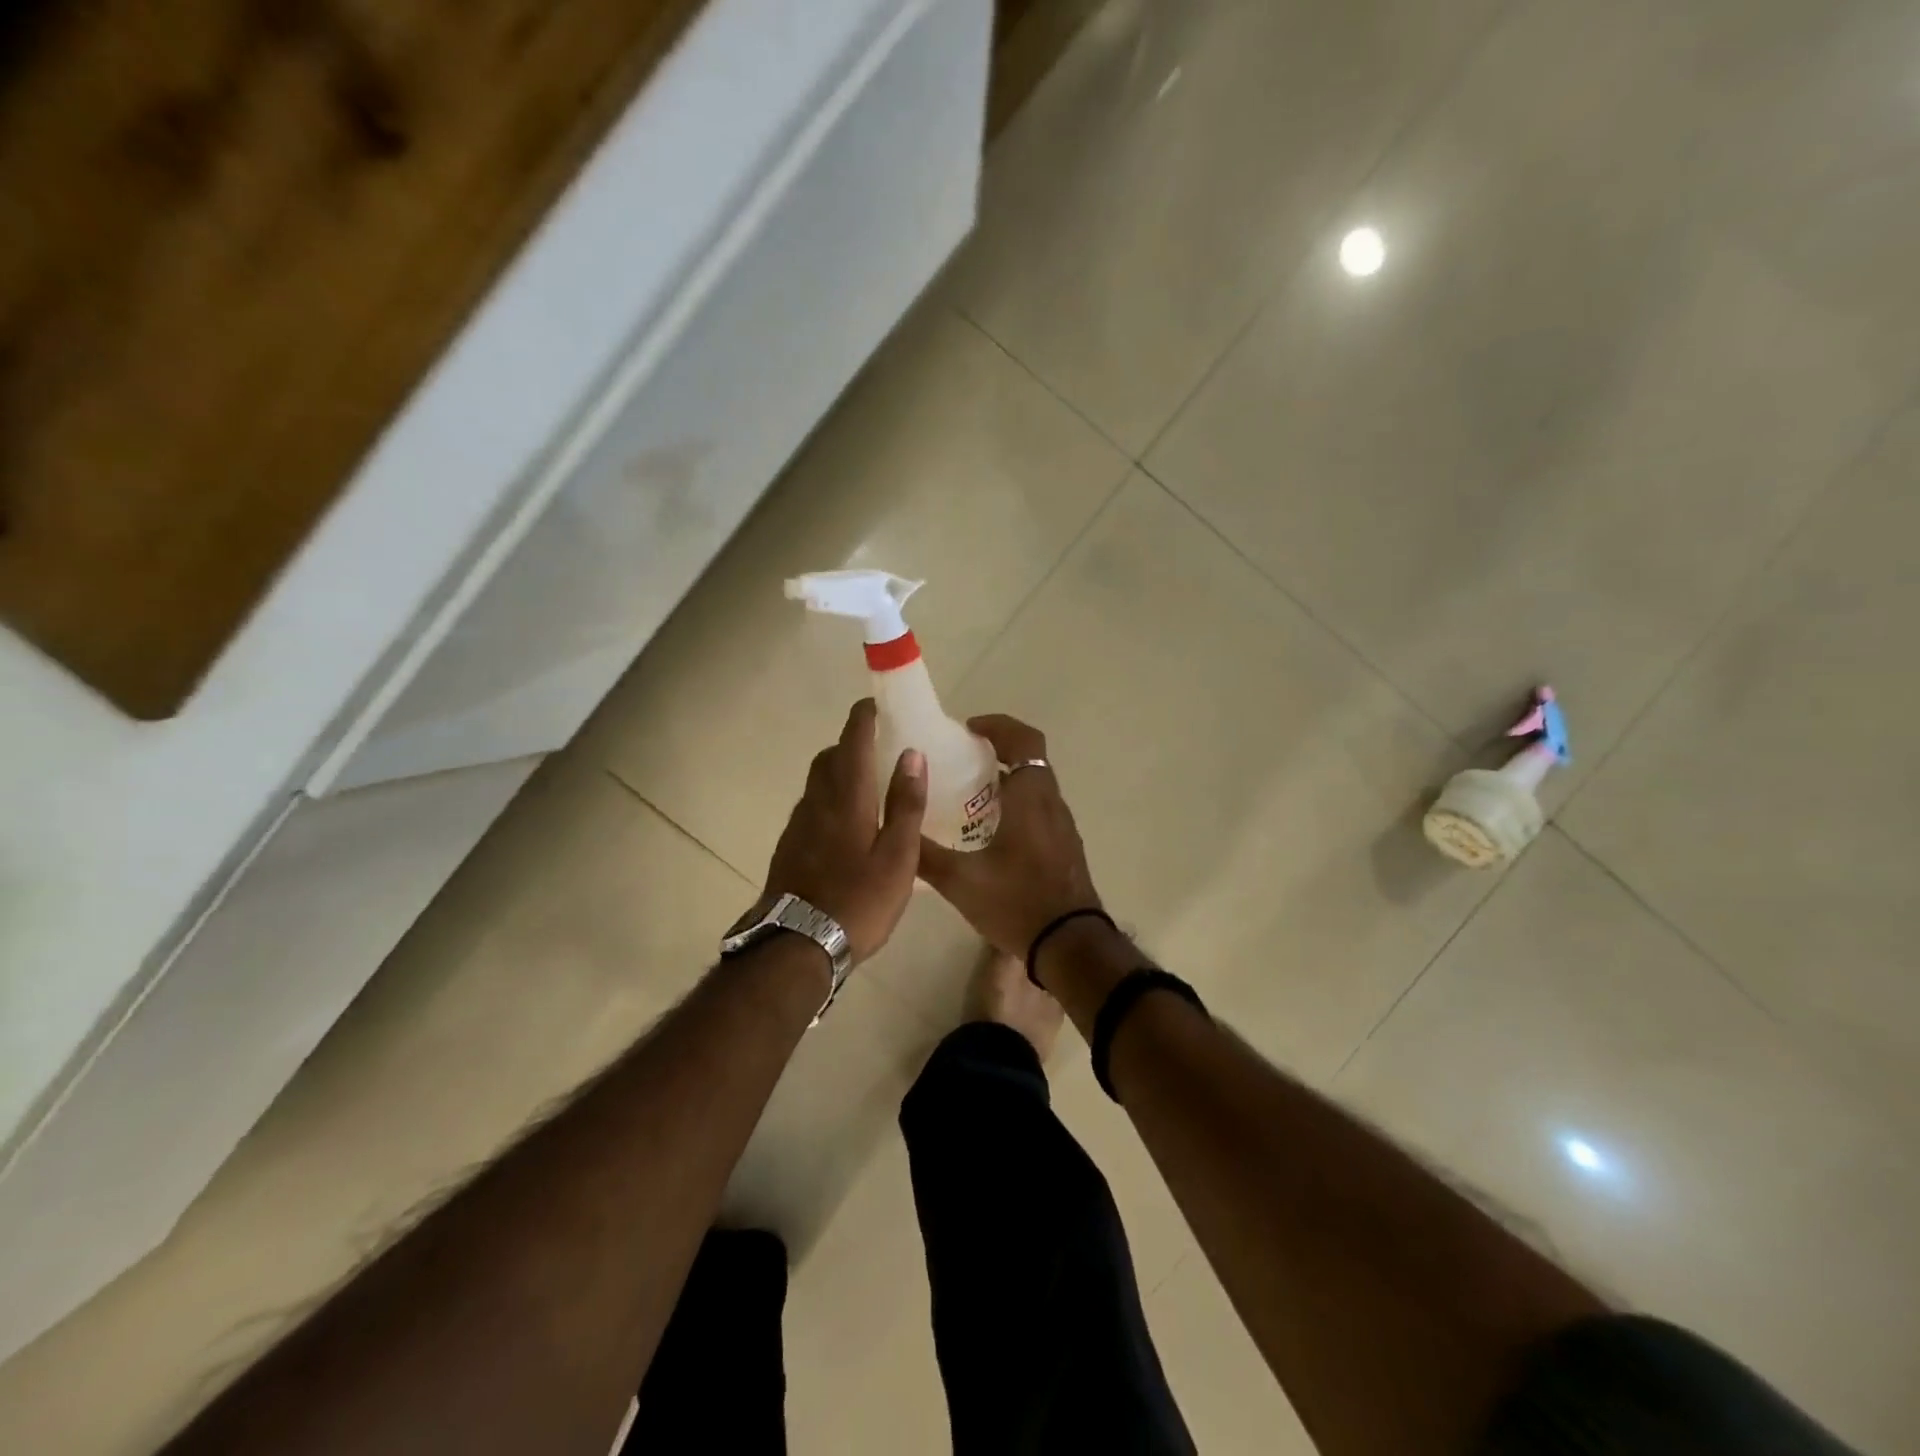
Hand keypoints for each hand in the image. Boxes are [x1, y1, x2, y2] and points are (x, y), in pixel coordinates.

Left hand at [762, 699, 926, 964]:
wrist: (797, 945)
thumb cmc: (859, 900)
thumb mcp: (898, 855)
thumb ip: (905, 804)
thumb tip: (911, 754)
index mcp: (848, 796)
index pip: (853, 740)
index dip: (864, 717)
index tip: (878, 704)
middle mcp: (818, 801)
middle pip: (830, 756)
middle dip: (851, 742)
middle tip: (879, 747)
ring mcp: (798, 824)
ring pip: (818, 782)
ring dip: (840, 770)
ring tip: (868, 785)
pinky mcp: (789, 846)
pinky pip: (812, 806)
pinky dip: (830, 798)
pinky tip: (847, 824)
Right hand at [917, 714, 1102, 959]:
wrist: (1071, 946)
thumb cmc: (1018, 903)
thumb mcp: (961, 881)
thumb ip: (925, 855)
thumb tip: (895, 832)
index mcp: (1030, 798)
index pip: (1024, 740)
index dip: (998, 726)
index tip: (969, 730)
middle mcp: (1051, 804)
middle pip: (1029, 760)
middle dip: (996, 753)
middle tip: (960, 763)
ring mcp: (1063, 827)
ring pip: (1036, 787)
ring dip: (1006, 781)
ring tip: (969, 798)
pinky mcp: (1065, 848)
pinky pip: (1040, 810)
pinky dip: (1017, 806)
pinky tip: (990, 835)